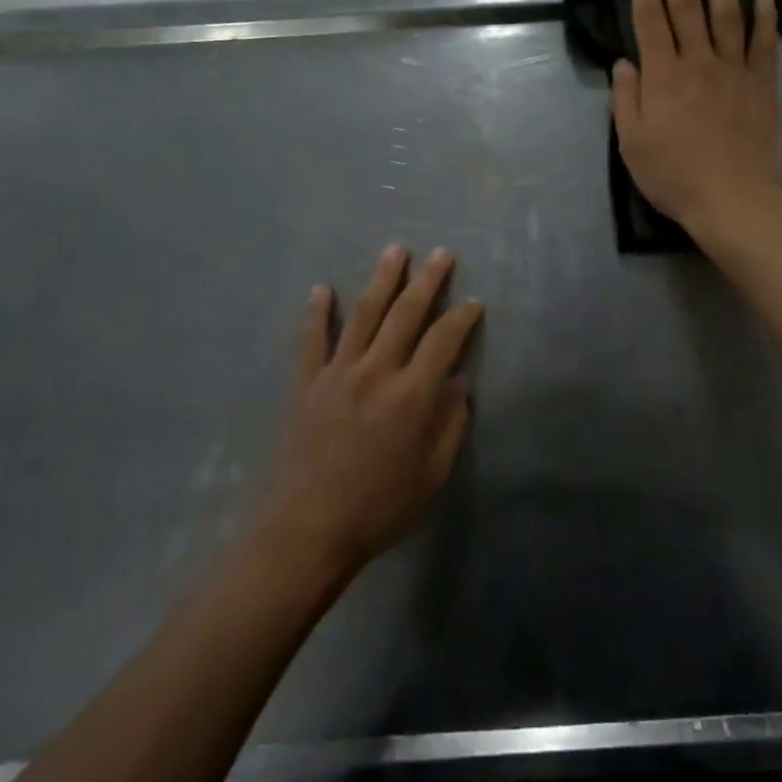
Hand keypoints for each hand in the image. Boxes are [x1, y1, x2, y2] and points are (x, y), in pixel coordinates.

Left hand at [260, 246, 483, 573]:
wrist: (308, 529)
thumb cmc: (380, 507)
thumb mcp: (432, 474)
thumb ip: (450, 425)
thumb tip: (459, 385)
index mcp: (413, 394)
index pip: (444, 340)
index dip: (462, 317)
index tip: (473, 302)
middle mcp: (378, 371)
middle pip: (406, 314)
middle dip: (428, 281)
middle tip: (442, 254)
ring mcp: (338, 373)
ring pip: (364, 315)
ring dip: (382, 280)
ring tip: (395, 251)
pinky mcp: (307, 384)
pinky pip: (312, 341)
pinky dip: (316, 313)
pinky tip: (321, 289)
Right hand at [611, 0, 781, 243]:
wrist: (734, 200)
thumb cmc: (675, 177)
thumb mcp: (632, 145)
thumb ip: (625, 100)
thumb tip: (624, 63)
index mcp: (663, 76)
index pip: (650, 20)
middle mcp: (699, 62)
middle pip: (687, 7)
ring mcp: (735, 71)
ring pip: (727, 14)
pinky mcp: (763, 85)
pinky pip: (765, 43)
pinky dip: (766, 16)